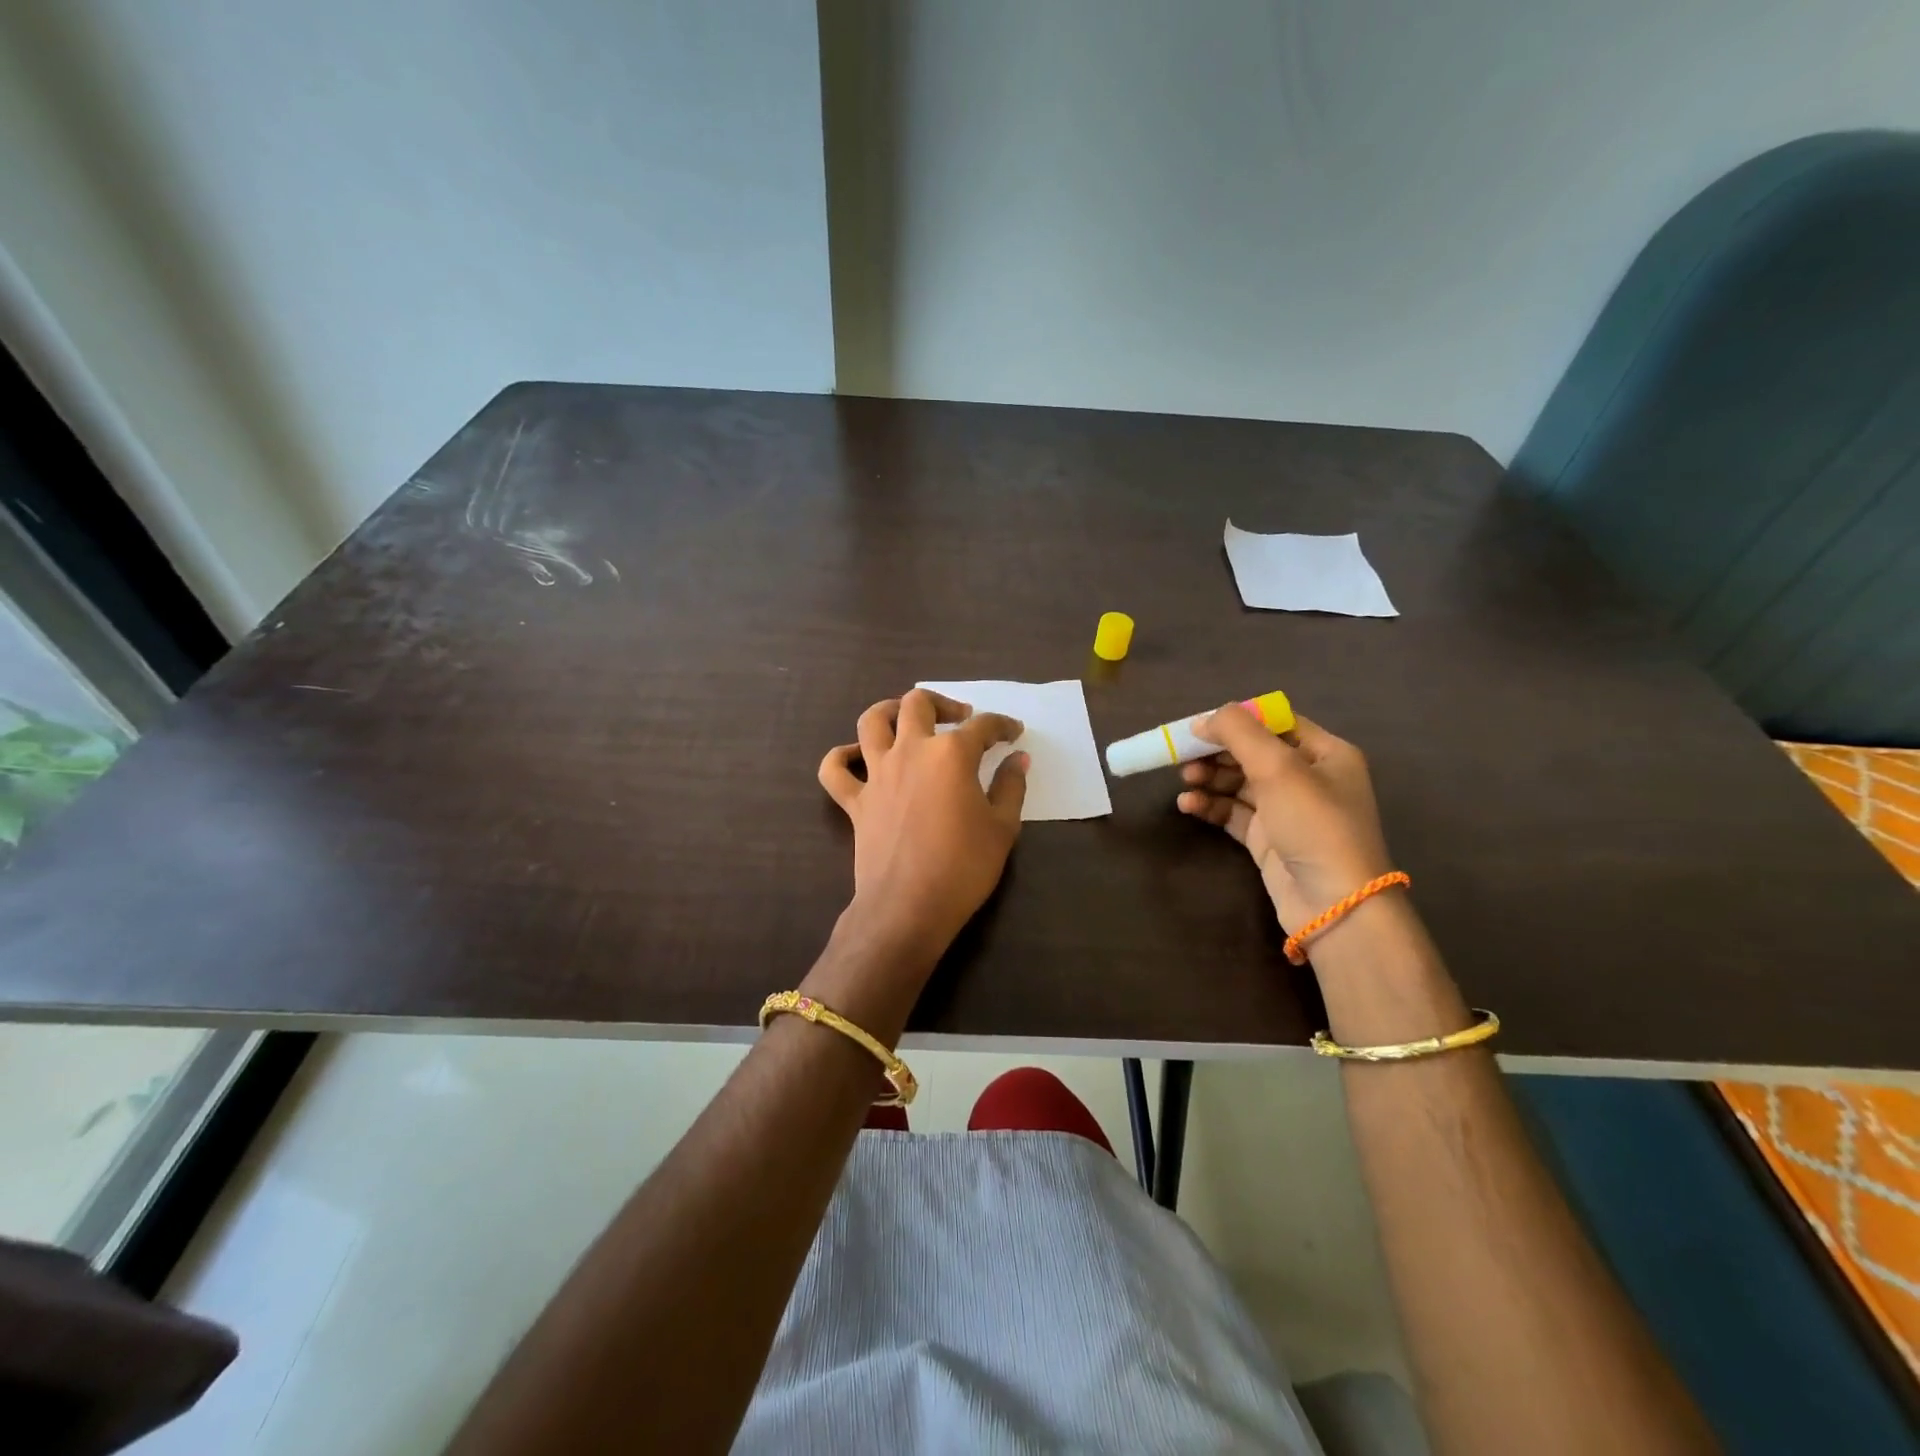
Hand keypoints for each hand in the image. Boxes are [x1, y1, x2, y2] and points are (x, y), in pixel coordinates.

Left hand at [818, 689, 1027, 964]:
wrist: (909, 906)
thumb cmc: (964, 867)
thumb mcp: (1002, 827)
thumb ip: (1011, 786)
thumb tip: (1017, 759)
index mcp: (951, 754)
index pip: (982, 727)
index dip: (1002, 726)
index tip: (1014, 734)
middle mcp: (911, 751)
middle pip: (918, 704)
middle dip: (943, 703)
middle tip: (960, 717)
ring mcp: (877, 774)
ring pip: (871, 721)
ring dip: (889, 711)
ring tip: (906, 718)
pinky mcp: (855, 801)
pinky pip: (834, 770)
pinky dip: (841, 757)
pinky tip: (856, 757)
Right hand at [1176, 706, 1393, 933]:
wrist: (1333, 904)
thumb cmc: (1314, 824)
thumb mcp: (1278, 768)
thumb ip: (1239, 733)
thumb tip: (1203, 720)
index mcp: (1325, 753)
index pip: (1276, 723)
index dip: (1237, 720)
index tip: (1199, 726)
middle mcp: (1309, 778)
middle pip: (1253, 752)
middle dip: (1217, 752)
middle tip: (1183, 756)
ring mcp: (1288, 811)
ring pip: (1240, 783)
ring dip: (1211, 778)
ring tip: (1186, 782)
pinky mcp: (1268, 839)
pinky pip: (1233, 812)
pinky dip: (1211, 805)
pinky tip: (1188, 804)